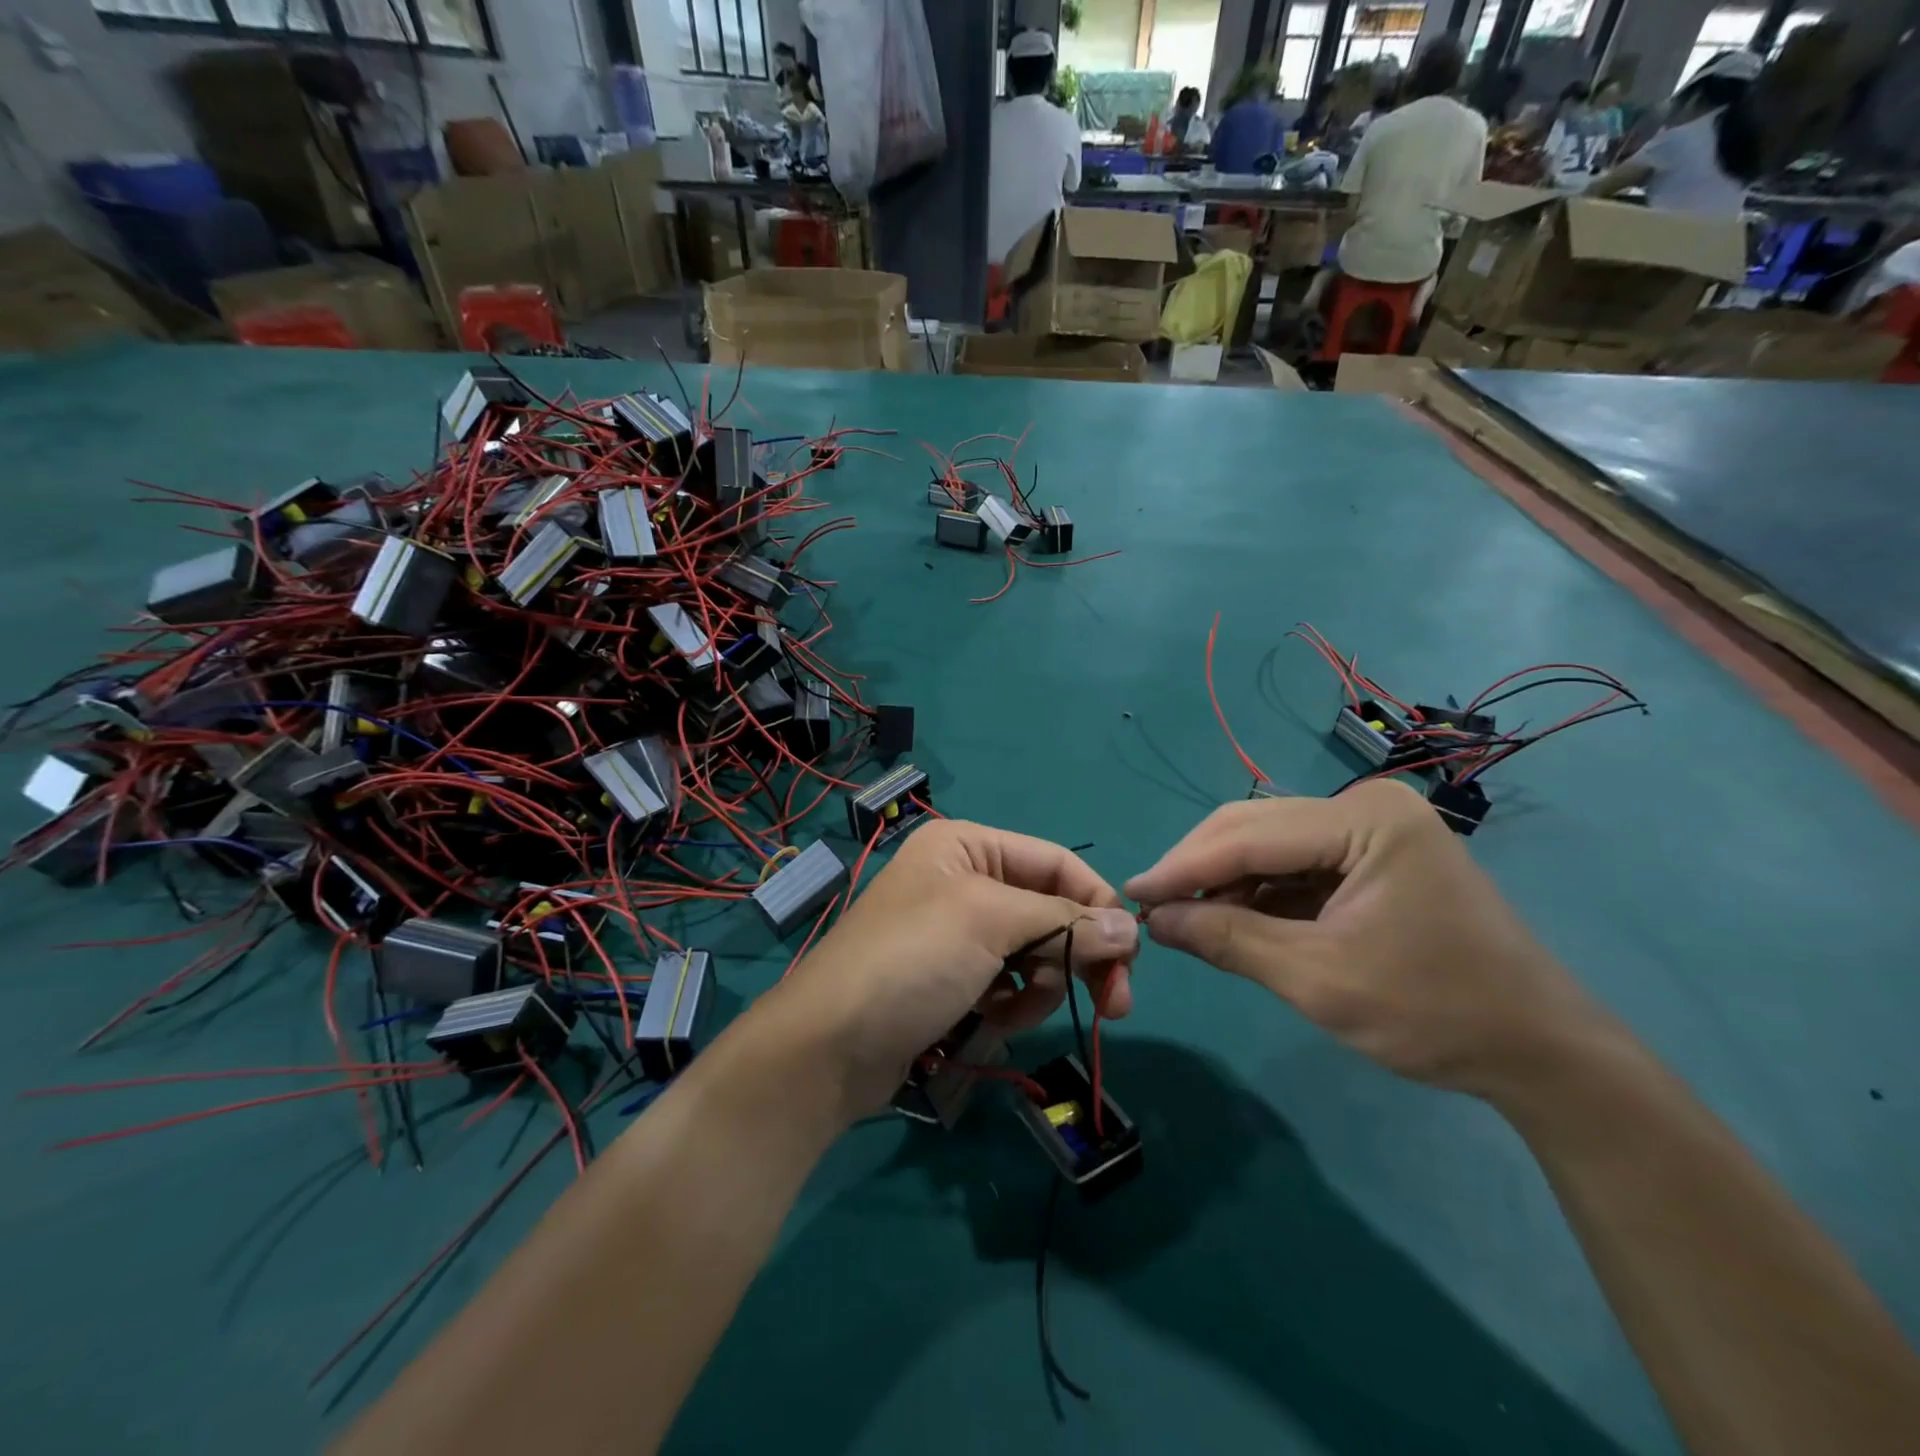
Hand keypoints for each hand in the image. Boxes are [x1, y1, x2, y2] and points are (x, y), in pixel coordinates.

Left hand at [766, 820, 1139, 1116]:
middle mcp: (963, 880)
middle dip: (1078, 954)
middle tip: (1116, 1004)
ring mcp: (956, 933)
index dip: (1096, 903)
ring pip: (1034, 951)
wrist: (828, 1047)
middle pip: (1049, 909)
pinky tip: (993, 1020)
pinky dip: (1012, 1003)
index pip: (1056, 862)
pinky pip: (1008, 982)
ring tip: (1015, 1011)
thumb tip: (1131, 927)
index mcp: (967, 845)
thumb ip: (1065, 921)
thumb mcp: (989, 923)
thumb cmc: (911, 961)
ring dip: (1040, 984)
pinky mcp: (952, 978)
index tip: (1131, 953)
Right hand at [1125, 781, 1608, 1099]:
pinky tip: (1230, 916)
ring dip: (1225, 879)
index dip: (1183, 865)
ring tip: (1183, 916)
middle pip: (1255, 827)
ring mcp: (1372, 828)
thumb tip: (1154, 919)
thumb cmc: (1435, 1013)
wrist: (1541, 1053)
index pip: (1250, 836)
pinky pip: (1296, 863)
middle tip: (1150, 905)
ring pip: (1270, 843)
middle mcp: (1366, 806)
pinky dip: (1258, 890)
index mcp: (1366, 820)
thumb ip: (1229, 939)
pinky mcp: (1372, 855)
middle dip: (1199, 866)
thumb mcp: (1318, 980)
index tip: (1129, 892)